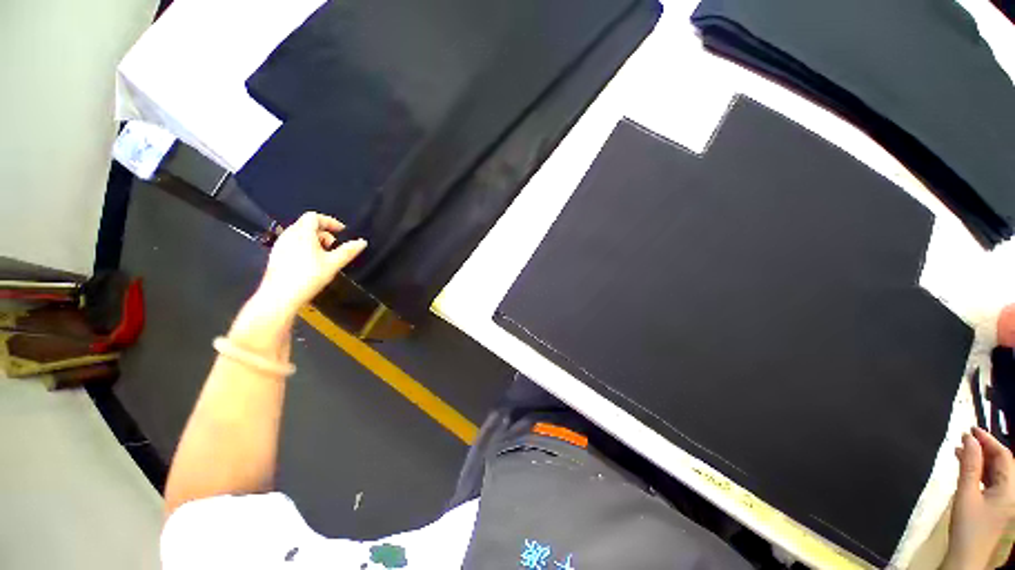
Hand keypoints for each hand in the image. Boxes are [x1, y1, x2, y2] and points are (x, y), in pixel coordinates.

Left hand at [256, 212, 366, 317]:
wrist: (280, 296)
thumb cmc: (307, 277)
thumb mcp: (333, 263)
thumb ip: (348, 251)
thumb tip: (362, 242)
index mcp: (302, 233)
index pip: (314, 217)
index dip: (330, 222)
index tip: (342, 231)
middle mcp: (288, 235)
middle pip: (307, 225)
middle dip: (324, 233)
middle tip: (335, 247)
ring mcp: (280, 245)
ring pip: (300, 235)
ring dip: (315, 241)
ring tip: (325, 257)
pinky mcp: (276, 256)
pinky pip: (293, 245)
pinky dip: (305, 248)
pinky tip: (312, 264)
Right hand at [943, 427, 1014, 569]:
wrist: (966, 558)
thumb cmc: (967, 526)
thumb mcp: (966, 495)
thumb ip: (969, 466)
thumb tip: (970, 440)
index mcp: (1011, 490)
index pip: (1003, 456)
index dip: (989, 441)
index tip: (971, 429)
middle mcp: (1013, 493)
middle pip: (1002, 464)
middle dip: (984, 450)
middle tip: (965, 438)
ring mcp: (1007, 502)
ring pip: (997, 474)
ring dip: (981, 461)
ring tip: (962, 452)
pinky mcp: (999, 507)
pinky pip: (993, 483)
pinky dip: (981, 473)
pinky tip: (968, 470)